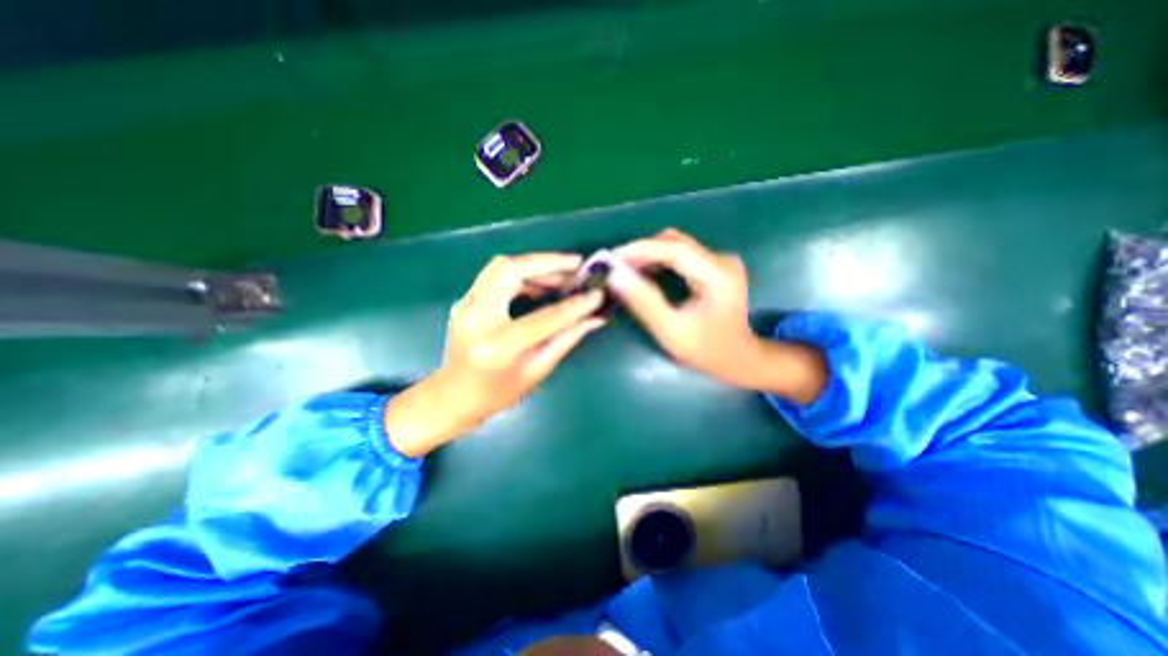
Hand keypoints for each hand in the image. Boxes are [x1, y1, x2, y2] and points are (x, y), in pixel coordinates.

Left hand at [386, 254, 606, 457]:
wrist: (452, 396)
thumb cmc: (498, 393)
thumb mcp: (537, 370)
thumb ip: (566, 339)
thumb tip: (595, 317)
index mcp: (498, 347)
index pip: (544, 318)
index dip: (575, 305)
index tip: (597, 294)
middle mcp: (476, 319)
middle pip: (510, 271)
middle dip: (547, 263)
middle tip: (577, 265)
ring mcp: (465, 306)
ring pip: (500, 266)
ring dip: (534, 265)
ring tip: (561, 275)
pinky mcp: (464, 300)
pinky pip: (494, 275)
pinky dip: (521, 273)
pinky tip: (539, 285)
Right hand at [607, 229, 763, 387]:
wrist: (739, 358)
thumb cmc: (705, 350)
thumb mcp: (671, 331)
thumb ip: (643, 301)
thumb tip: (615, 275)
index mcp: (717, 275)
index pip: (674, 248)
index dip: (641, 249)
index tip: (612, 258)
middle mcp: (722, 260)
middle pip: (675, 241)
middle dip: (642, 251)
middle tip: (615, 267)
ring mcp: (720, 261)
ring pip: (676, 245)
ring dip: (649, 255)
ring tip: (625, 270)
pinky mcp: (714, 266)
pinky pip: (680, 255)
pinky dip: (659, 261)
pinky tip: (644, 273)